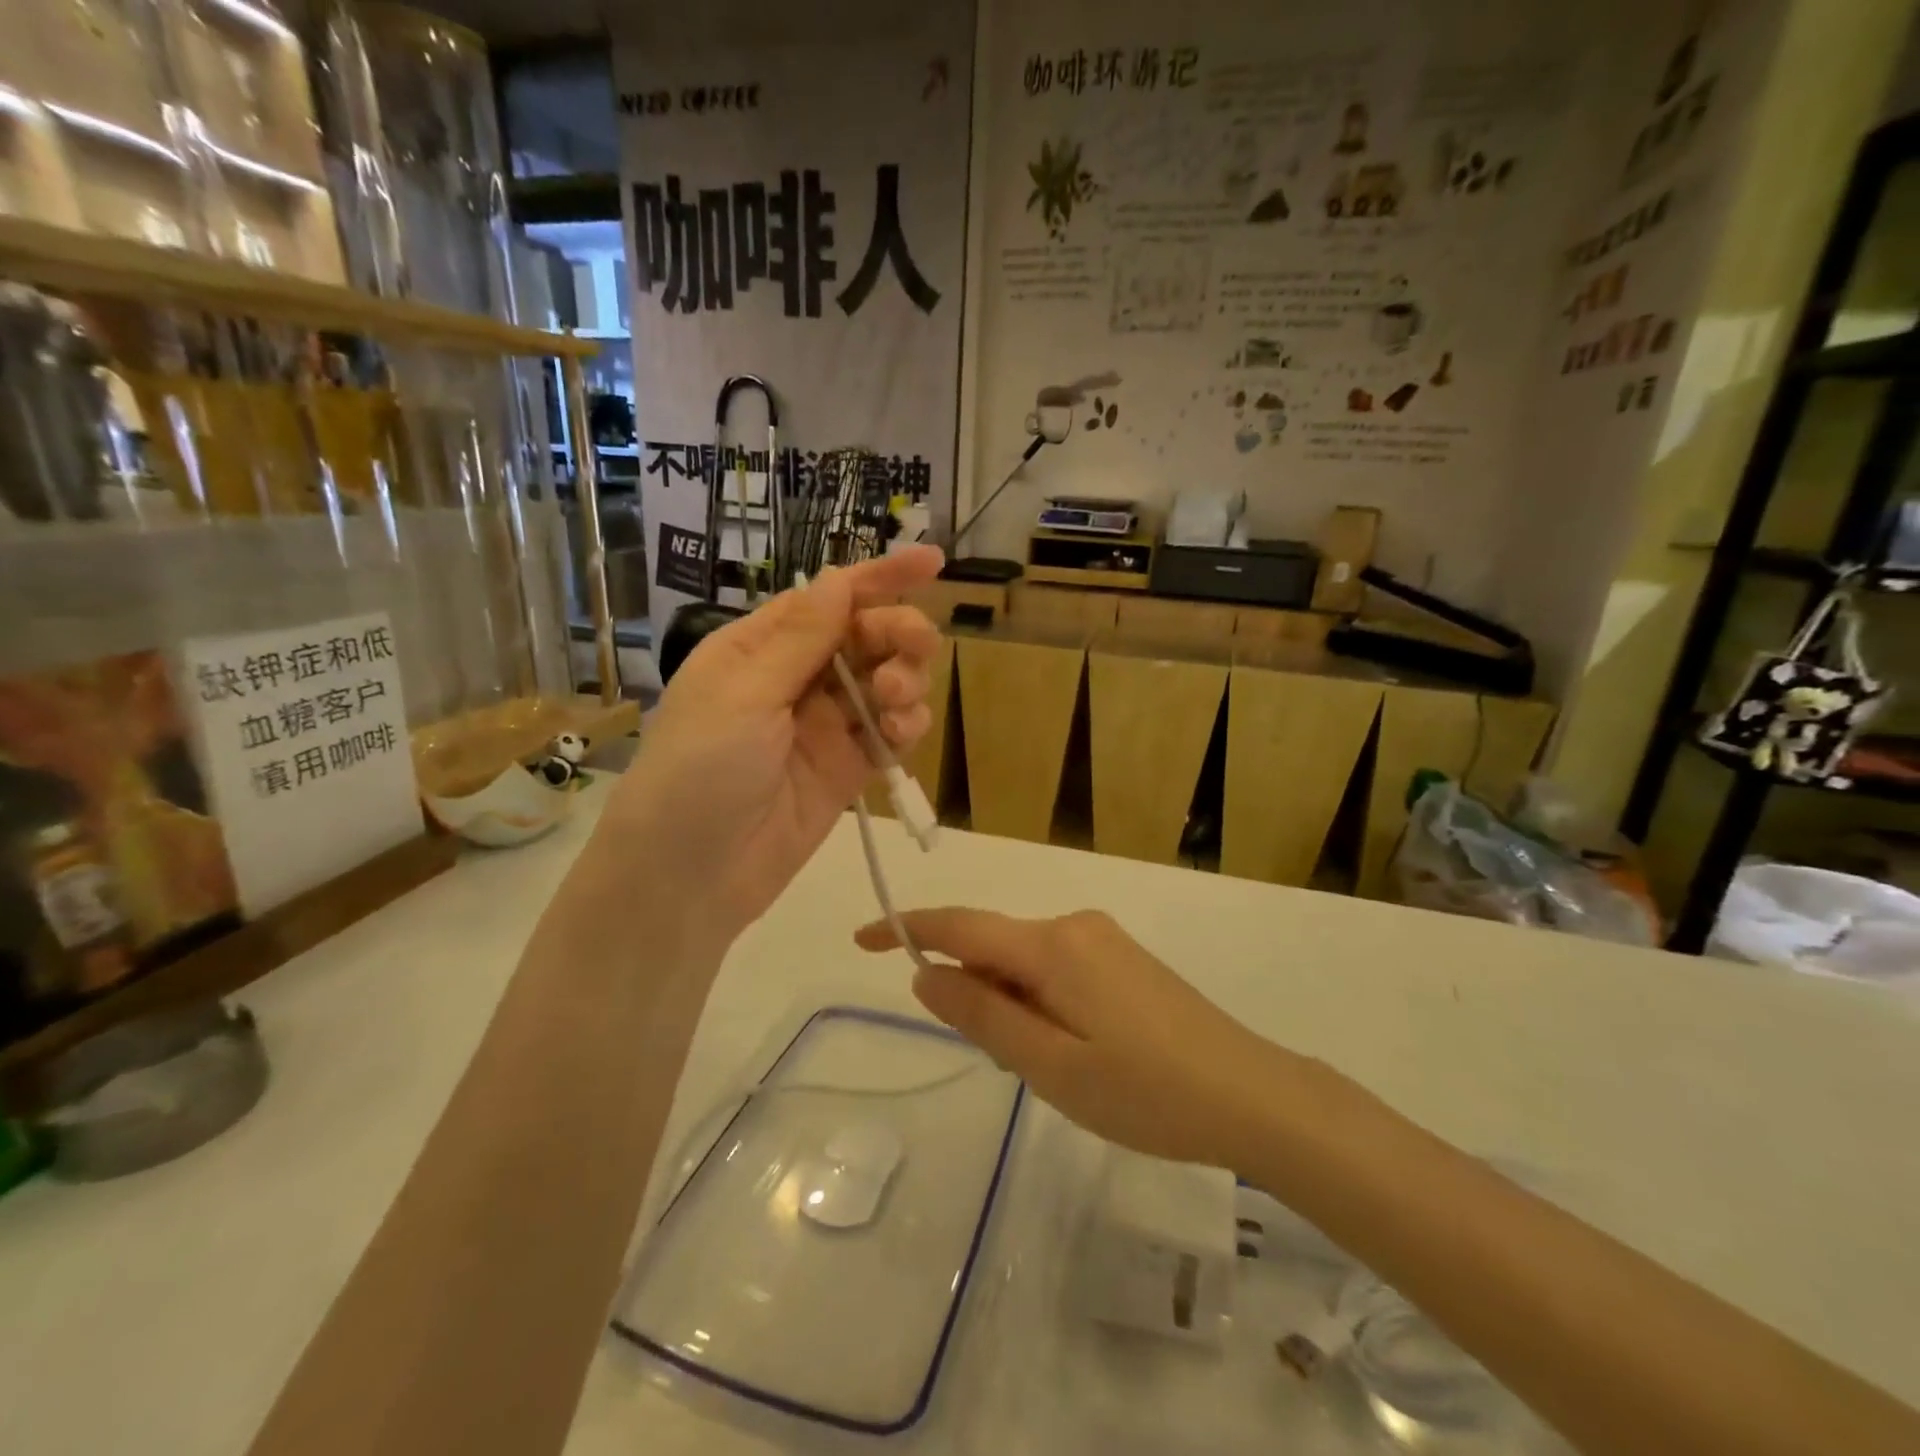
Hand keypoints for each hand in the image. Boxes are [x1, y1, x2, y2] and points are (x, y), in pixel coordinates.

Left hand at [603, 547, 942, 937]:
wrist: (689, 877)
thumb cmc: (698, 772)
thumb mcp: (743, 696)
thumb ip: (799, 640)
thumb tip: (839, 578)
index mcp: (759, 648)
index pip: (828, 599)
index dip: (880, 577)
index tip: (932, 562)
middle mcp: (795, 679)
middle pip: (865, 637)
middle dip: (897, 633)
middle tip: (913, 648)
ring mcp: (824, 726)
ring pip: (885, 683)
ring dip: (904, 681)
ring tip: (896, 702)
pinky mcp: (847, 769)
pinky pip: (888, 734)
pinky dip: (905, 727)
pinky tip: (901, 734)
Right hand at [856, 907, 1286, 1167]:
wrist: (1250, 1093)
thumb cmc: (1145, 1091)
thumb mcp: (1050, 1065)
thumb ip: (983, 1015)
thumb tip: (926, 974)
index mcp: (1051, 945)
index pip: (960, 926)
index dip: (907, 928)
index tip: (861, 938)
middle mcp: (1073, 925)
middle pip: (995, 947)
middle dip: (979, 996)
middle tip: (1012, 1065)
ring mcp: (1102, 939)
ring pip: (1025, 963)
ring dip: (1013, 1006)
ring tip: (1055, 1069)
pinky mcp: (1122, 958)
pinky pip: (1056, 969)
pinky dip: (1041, 1003)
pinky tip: (1077, 1051)